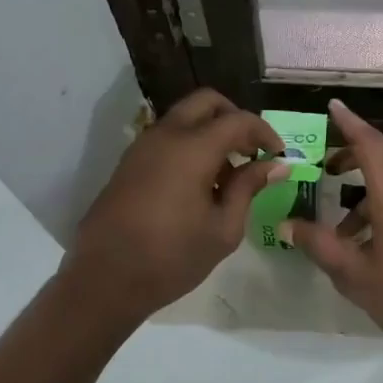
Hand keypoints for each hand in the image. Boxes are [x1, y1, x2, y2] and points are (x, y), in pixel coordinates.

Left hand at [66, 89, 286, 315]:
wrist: (104, 280)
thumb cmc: (171, 258)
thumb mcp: (223, 229)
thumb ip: (249, 188)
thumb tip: (275, 165)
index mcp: (192, 148)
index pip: (238, 120)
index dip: (264, 133)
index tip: (277, 156)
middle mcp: (165, 135)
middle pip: (206, 102)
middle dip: (234, 118)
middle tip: (250, 152)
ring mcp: (142, 146)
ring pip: (184, 118)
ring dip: (210, 132)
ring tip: (226, 176)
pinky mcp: (129, 163)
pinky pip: (166, 137)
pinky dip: (189, 145)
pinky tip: (198, 185)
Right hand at [284, 99, 382, 360]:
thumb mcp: (354, 275)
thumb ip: (319, 245)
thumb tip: (286, 225)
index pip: (370, 143)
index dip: (349, 123)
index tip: (334, 106)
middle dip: (357, 154)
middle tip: (330, 168)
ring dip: (372, 186)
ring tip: (345, 225)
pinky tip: (376, 241)